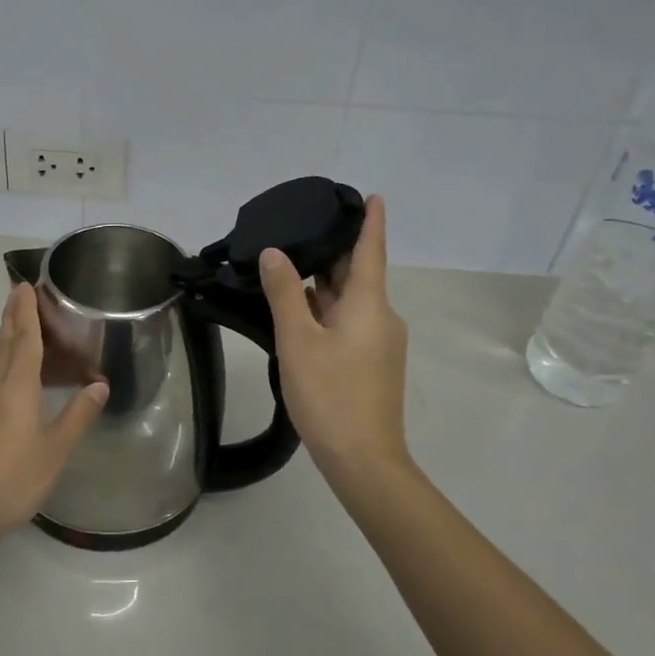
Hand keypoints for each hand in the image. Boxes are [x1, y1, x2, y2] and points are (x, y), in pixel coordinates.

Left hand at [0, 283, 108, 538]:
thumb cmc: (13, 480)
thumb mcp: (55, 451)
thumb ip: (78, 415)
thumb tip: (99, 384)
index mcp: (16, 389)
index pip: (24, 340)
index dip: (26, 312)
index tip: (23, 286)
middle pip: (2, 344)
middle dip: (11, 318)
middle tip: (16, 294)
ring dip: (4, 343)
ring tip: (16, 334)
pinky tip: (3, 388)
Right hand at [258, 194, 410, 479]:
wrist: (363, 459)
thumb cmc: (330, 395)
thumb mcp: (298, 340)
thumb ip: (285, 294)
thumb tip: (274, 254)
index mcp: (370, 305)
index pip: (370, 250)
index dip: (372, 222)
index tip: (372, 196)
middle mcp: (380, 317)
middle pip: (358, 274)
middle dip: (335, 251)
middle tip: (304, 225)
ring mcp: (378, 342)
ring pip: (350, 300)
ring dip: (326, 281)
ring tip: (292, 260)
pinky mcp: (370, 363)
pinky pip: (348, 322)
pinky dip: (326, 308)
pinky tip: (300, 308)